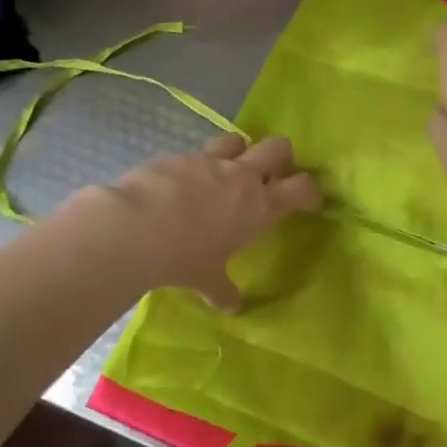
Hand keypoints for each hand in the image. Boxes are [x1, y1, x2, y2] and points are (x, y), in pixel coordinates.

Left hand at [73, 134, 321, 307]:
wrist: (135, 228)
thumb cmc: (183, 258)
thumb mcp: (206, 280)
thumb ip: (223, 289)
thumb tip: (232, 307)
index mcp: (259, 206)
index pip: (302, 188)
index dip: (311, 191)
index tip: (310, 201)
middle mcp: (240, 176)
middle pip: (277, 146)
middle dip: (281, 156)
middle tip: (271, 174)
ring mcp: (208, 160)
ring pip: (237, 139)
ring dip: (238, 151)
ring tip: (227, 170)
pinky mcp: (177, 155)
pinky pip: (195, 153)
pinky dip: (196, 165)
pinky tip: (181, 184)